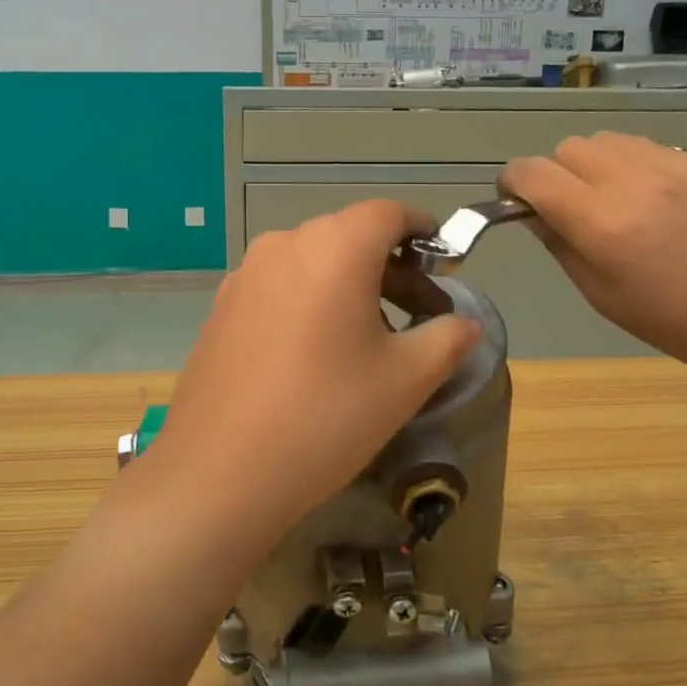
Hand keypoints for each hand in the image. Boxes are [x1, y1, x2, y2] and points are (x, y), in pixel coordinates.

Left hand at [148, 201, 481, 545]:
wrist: (219, 472)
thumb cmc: (325, 415)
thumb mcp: (405, 380)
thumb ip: (449, 339)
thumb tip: (467, 324)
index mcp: (334, 247)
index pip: (388, 213)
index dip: (422, 229)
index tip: (443, 258)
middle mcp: (284, 245)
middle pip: (349, 237)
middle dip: (392, 267)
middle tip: (420, 314)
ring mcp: (246, 275)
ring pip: (312, 262)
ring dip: (350, 285)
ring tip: (372, 338)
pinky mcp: (221, 307)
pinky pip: (280, 287)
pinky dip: (310, 301)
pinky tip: (316, 353)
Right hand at [500, 133, 686, 386]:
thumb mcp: (609, 300)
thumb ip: (563, 248)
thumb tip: (535, 215)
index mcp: (603, 224)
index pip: (532, 173)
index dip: (513, 183)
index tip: (518, 203)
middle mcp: (633, 182)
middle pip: (567, 148)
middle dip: (555, 174)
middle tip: (573, 211)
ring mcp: (673, 165)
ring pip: (606, 140)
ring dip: (594, 165)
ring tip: (615, 202)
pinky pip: (646, 148)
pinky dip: (632, 166)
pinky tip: (656, 202)